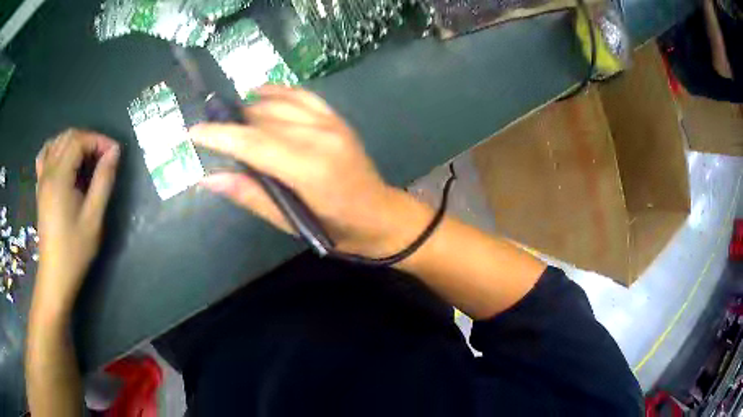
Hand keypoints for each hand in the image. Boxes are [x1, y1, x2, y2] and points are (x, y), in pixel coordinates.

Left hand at [34, 129, 119, 313]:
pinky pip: (45, 155)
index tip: (114, 154)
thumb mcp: (94, 218)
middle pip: (68, 137)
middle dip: (89, 140)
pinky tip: (65, 160)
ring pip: (56, 142)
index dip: (98, 140)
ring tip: (87, 158)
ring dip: (74, 142)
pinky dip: (57, 149)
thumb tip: (114, 152)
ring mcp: (42, 179)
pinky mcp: (40, 188)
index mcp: (59, 178)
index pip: (79, 141)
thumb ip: (103, 181)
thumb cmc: (75, 250)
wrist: (55, 276)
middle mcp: (48, 172)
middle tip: (103, 157)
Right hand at [191, 86, 426, 257]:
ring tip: (229, 118)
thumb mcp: (290, 223)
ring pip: (278, 103)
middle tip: (209, 130)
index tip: (193, 132)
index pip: (253, 143)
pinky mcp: (336, 117)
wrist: (380, 215)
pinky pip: (300, 94)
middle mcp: (319, 136)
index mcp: (309, 169)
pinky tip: (258, 94)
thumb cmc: (336, 229)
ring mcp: (331, 122)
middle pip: (262, 119)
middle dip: (230, 122)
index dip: (220, 135)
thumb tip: (208, 178)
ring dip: (248, 107)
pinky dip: (276, 92)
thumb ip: (250, 195)